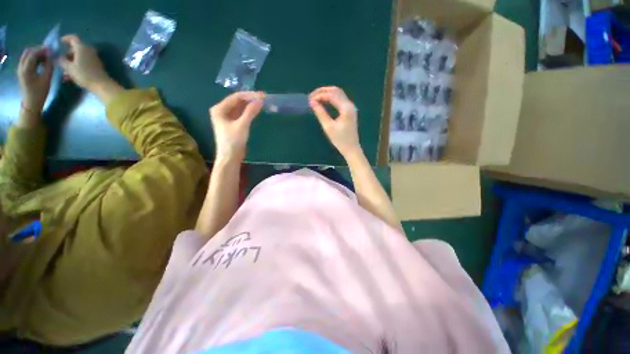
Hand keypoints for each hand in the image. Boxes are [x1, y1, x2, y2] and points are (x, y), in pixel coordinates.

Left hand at [18, 47, 52, 113]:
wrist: (31, 103)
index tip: (51, 49)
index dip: (42, 50)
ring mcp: (20, 69)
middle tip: (48, 52)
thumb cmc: (40, 93)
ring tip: (46, 57)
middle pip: (28, 52)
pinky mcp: (22, 71)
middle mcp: (21, 67)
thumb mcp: (46, 80)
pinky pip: (27, 60)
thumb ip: (48, 67)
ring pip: (27, 55)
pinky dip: (34, 58)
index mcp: (26, 69)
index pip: (33, 54)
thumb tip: (51, 57)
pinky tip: (41, 62)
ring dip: (36, 54)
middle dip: (38, 50)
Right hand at [57, 34, 110, 90]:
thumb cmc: (84, 74)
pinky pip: (84, 62)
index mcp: (82, 47)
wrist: (102, 84)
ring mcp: (93, 58)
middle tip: (61, 62)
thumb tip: (57, 57)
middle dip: (67, 55)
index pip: (73, 38)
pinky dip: (77, 66)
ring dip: (71, 62)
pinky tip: (71, 75)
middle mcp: (89, 50)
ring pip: (79, 57)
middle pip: (75, 49)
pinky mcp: (96, 65)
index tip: (60, 42)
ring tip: (65, 72)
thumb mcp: (69, 67)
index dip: (66, 38)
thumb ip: (61, 61)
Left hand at [209, 91, 263, 161]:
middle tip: (264, 99)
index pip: (236, 97)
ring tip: (262, 103)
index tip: (262, 95)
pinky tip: (256, 111)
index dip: (249, 95)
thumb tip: (260, 101)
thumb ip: (250, 112)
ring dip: (250, 105)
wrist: (230, 157)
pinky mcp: (232, 124)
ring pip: (240, 108)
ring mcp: (227, 118)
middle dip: (250, 99)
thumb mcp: (242, 125)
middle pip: (237, 101)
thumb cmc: (233, 141)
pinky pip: (241, 114)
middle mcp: (221, 111)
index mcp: (219, 109)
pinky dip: (248, 112)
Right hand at [309, 86, 360, 157]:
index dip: (319, 95)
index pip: (331, 95)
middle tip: (311, 96)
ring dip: (327, 93)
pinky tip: (324, 101)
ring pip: (338, 94)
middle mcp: (349, 105)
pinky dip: (331, 98)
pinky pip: (340, 99)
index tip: (309, 100)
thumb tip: (312, 102)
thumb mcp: (328, 127)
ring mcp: (350, 107)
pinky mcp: (349, 111)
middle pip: (336, 91)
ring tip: (316, 98)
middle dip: (323, 91)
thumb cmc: (340, 140)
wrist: (351, 148)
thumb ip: (320, 113)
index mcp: (346, 108)